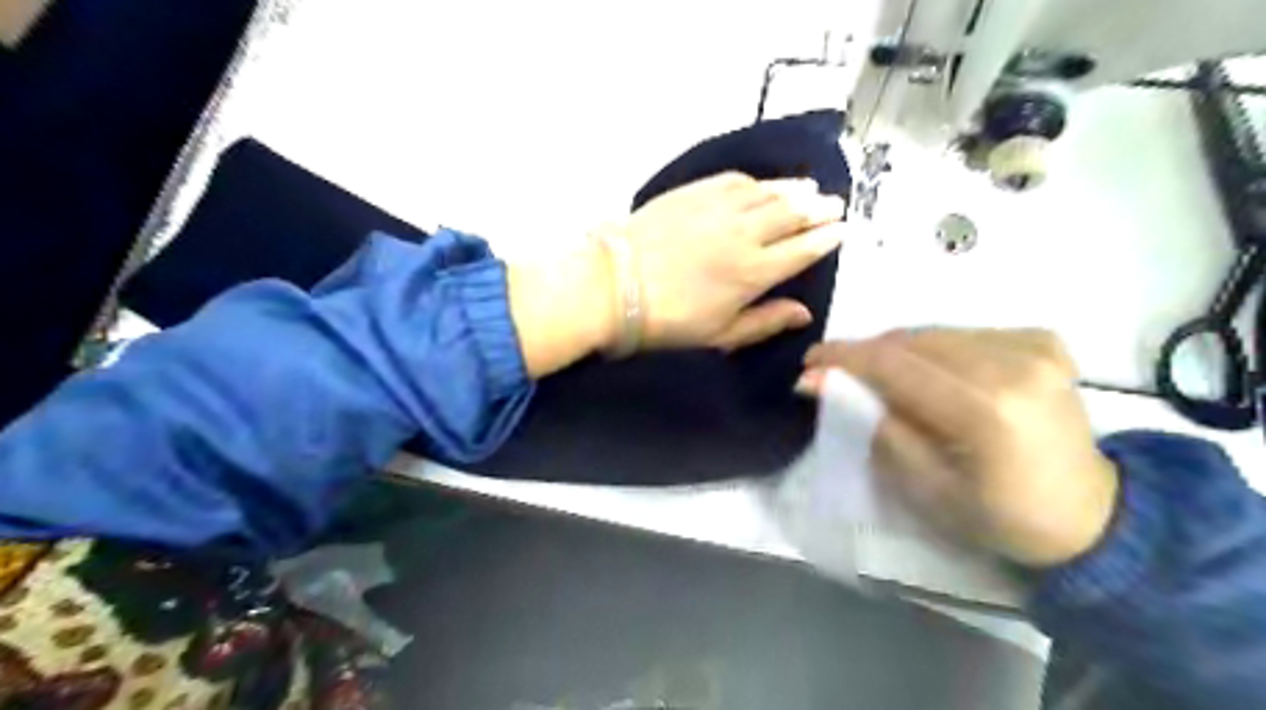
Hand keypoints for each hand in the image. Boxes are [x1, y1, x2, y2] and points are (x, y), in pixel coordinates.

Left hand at [504, 171, 838, 377]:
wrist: (614, 285)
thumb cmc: (668, 320)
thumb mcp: (720, 335)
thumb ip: (765, 321)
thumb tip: (804, 313)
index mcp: (755, 272)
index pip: (803, 249)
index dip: (826, 238)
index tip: (842, 229)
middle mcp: (746, 233)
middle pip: (793, 213)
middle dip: (818, 207)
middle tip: (834, 202)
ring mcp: (719, 208)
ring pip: (769, 192)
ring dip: (794, 189)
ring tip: (810, 187)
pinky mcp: (694, 192)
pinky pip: (736, 180)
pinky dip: (756, 182)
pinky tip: (762, 184)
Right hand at [801, 330, 1115, 568]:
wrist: (1089, 514)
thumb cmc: (997, 514)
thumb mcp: (923, 485)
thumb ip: (874, 425)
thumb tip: (823, 381)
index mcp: (985, 410)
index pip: (894, 364)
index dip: (844, 357)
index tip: (808, 361)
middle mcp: (1014, 364)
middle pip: (911, 340)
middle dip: (866, 354)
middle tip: (836, 373)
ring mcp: (1035, 346)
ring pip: (935, 332)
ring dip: (897, 351)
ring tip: (879, 377)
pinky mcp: (1044, 341)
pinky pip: (964, 333)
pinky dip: (934, 349)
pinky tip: (932, 374)